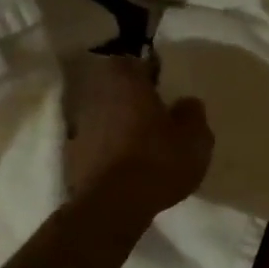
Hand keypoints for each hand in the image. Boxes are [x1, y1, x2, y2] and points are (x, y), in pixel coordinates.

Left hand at [63, 53, 212, 212]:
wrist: (113, 205)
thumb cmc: (158, 160)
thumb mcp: (195, 137)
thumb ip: (193, 114)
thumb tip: (187, 103)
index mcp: (125, 82)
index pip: (132, 62)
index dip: (148, 72)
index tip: (163, 86)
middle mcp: (96, 97)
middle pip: (114, 89)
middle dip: (132, 99)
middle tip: (155, 114)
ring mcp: (80, 127)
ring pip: (104, 116)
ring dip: (119, 124)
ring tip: (142, 143)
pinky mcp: (73, 157)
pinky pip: (96, 144)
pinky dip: (109, 149)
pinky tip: (127, 165)